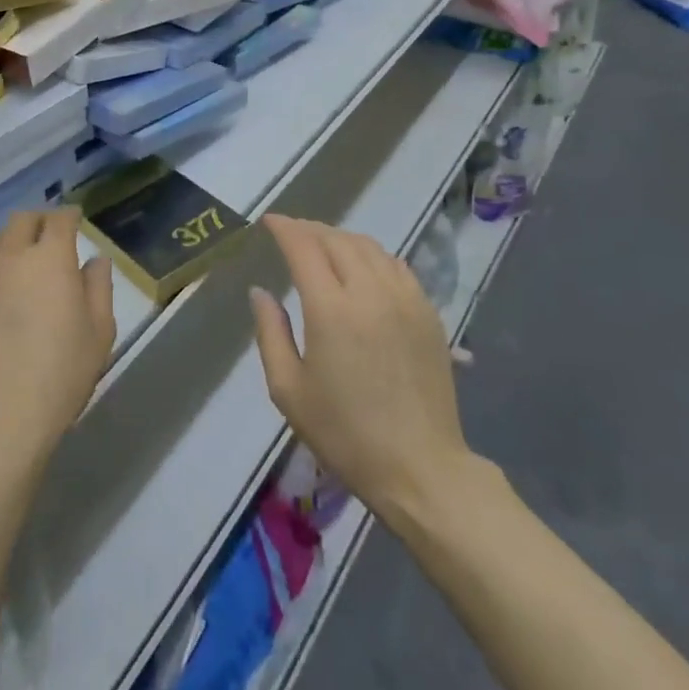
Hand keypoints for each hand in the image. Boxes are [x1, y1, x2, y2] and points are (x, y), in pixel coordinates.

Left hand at [0, 209, 115, 467]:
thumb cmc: (61, 372)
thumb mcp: (99, 331)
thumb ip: (99, 287)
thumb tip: (95, 261)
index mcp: (49, 258)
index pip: (59, 219)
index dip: (69, 215)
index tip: (75, 220)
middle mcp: (9, 256)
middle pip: (21, 220)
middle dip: (38, 222)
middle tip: (48, 237)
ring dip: (9, 243)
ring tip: (18, 263)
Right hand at [250, 215, 475, 520]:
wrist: (420, 468)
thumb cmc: (345, 434)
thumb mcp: (289, 390)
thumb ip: (270, 333)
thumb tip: (260, 292)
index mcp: (331, 309)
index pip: (304, 247)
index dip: (284, 228)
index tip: (269, 221)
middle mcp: (370, 292)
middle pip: (337, 240)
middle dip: (310, 229)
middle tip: (291, 233)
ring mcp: (405, 299)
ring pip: (369, 247)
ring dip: (341, 238)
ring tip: (323, 245)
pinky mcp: (428, 313)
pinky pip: (396, 265)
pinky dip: (372, 255)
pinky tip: (363, 267)